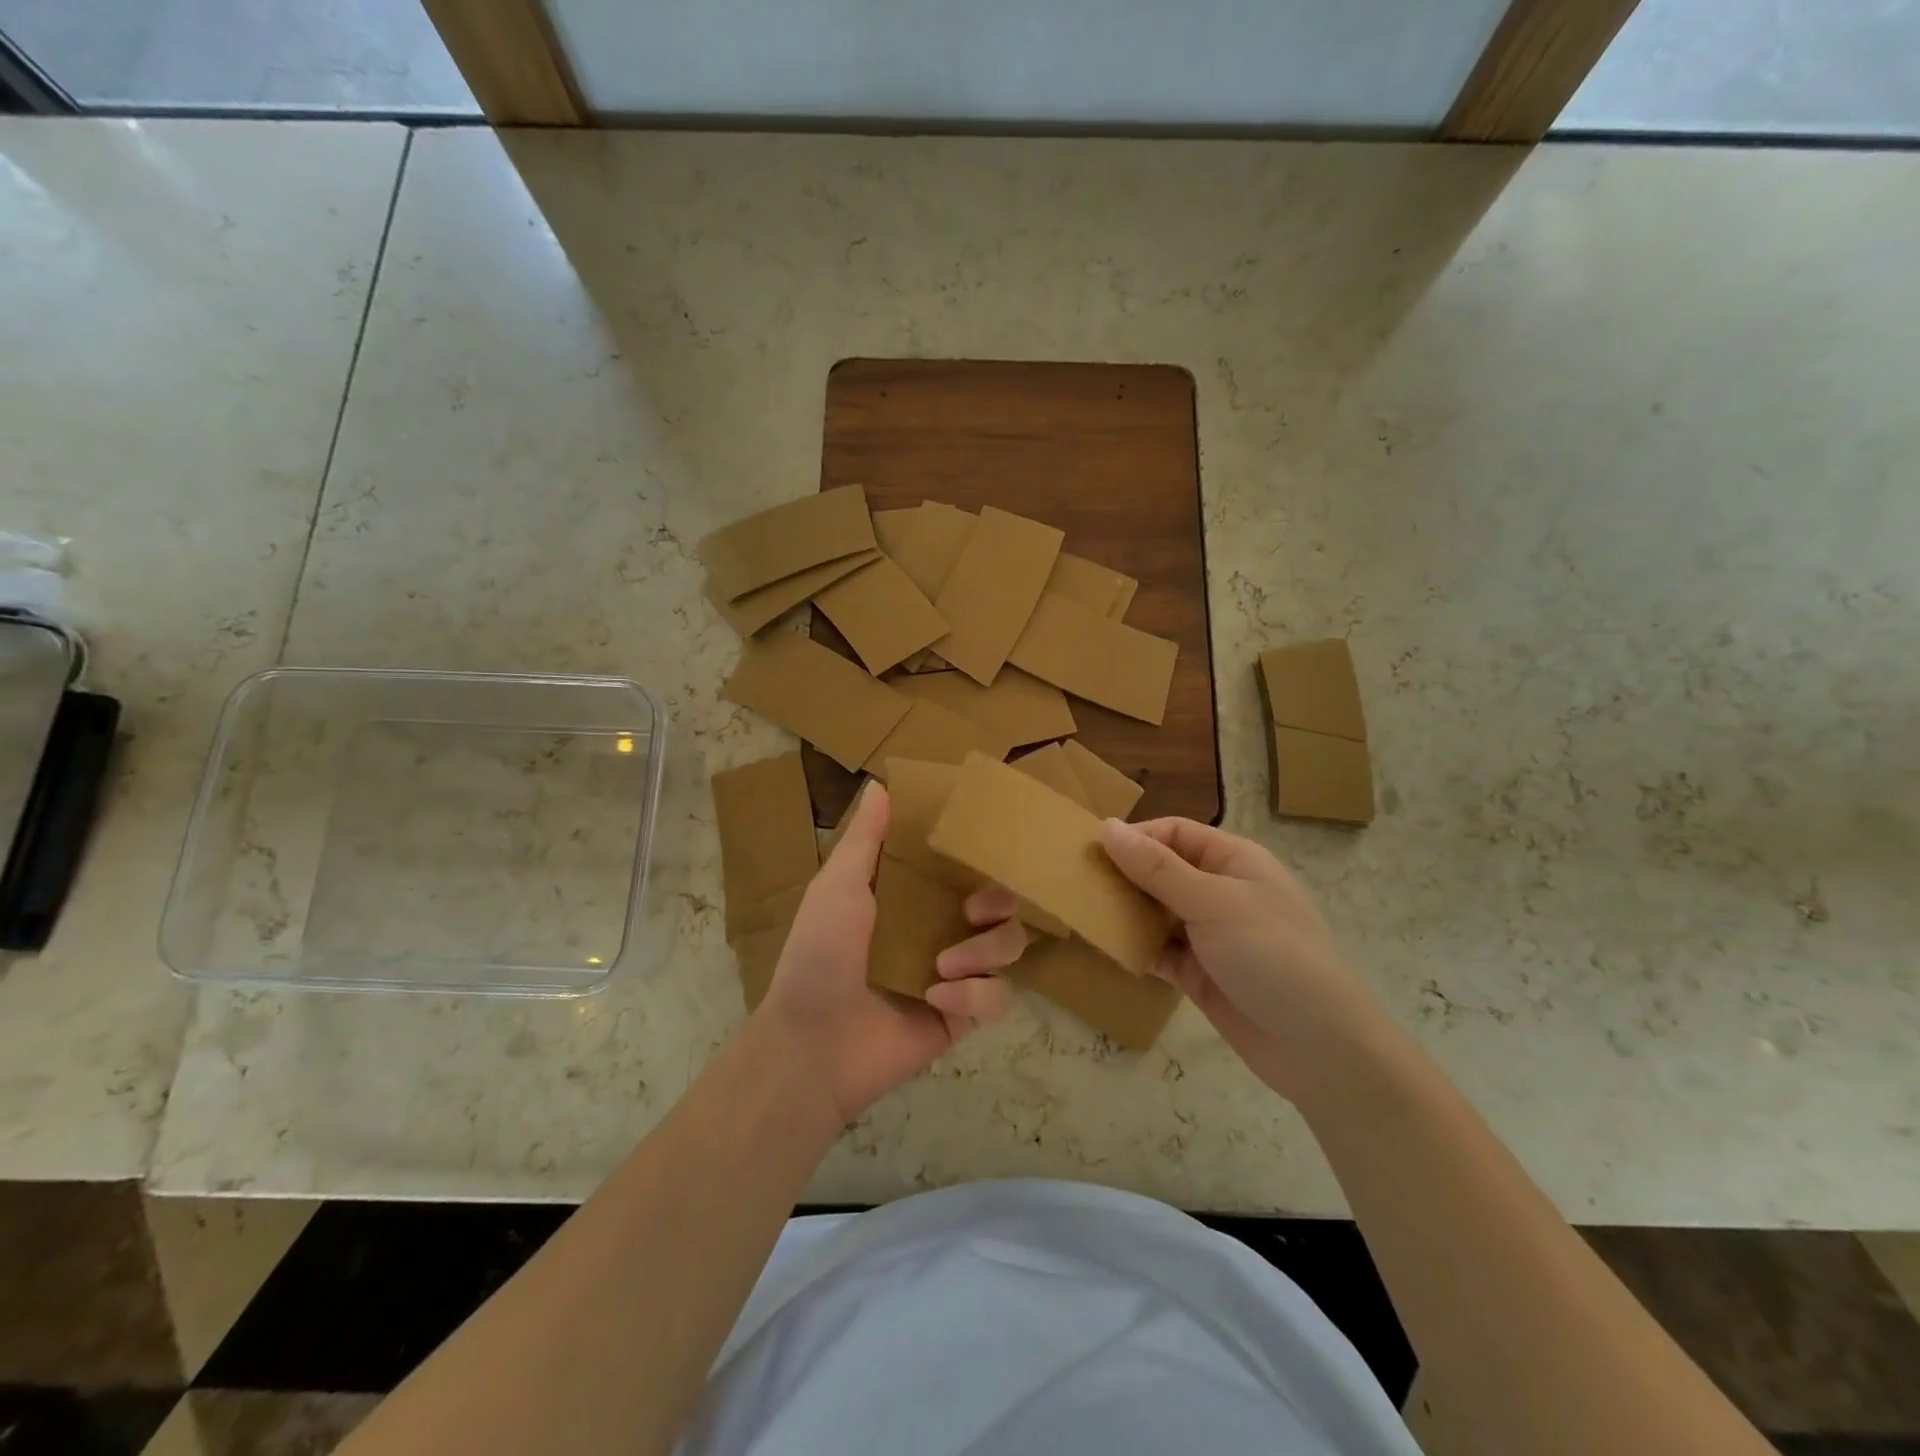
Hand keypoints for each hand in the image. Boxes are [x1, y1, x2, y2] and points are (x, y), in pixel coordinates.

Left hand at [755, 783, 1019, 1122]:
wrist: (813, 1044)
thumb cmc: (820, 955)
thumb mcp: (837, 886)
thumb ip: (865, 838)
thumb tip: (881, 783)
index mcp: (911, 898)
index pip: (961, 867)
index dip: (979, 856)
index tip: (986, 846)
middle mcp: (939, 929)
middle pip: (1000, 905)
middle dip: (999, 902)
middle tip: (975, 908)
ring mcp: (955, 974)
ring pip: (1008, 948)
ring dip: (985, 950)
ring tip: (945, 964)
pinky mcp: (963, 1015)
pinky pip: (997, 997)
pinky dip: (974, 995)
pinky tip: (937, 999)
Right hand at [1102, 817, 1384, 1103]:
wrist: (1321, 1049)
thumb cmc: (1272, 955)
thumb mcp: (1212, 903)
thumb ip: (1156, 868)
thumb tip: (1107, 826)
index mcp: (1234, 860)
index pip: (1175, 833)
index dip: (1135, 837)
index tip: (1091, 851)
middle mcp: (1221, 891)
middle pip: (1162, 871)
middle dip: (1124, 876)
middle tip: (1078, 884)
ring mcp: (1211, 935)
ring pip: (1157, 912)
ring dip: (1126, 913)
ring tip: (1085, 914)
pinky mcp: (1201, 974)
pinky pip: (1160, 951)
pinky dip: (1137, 948)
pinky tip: (1109, 948)